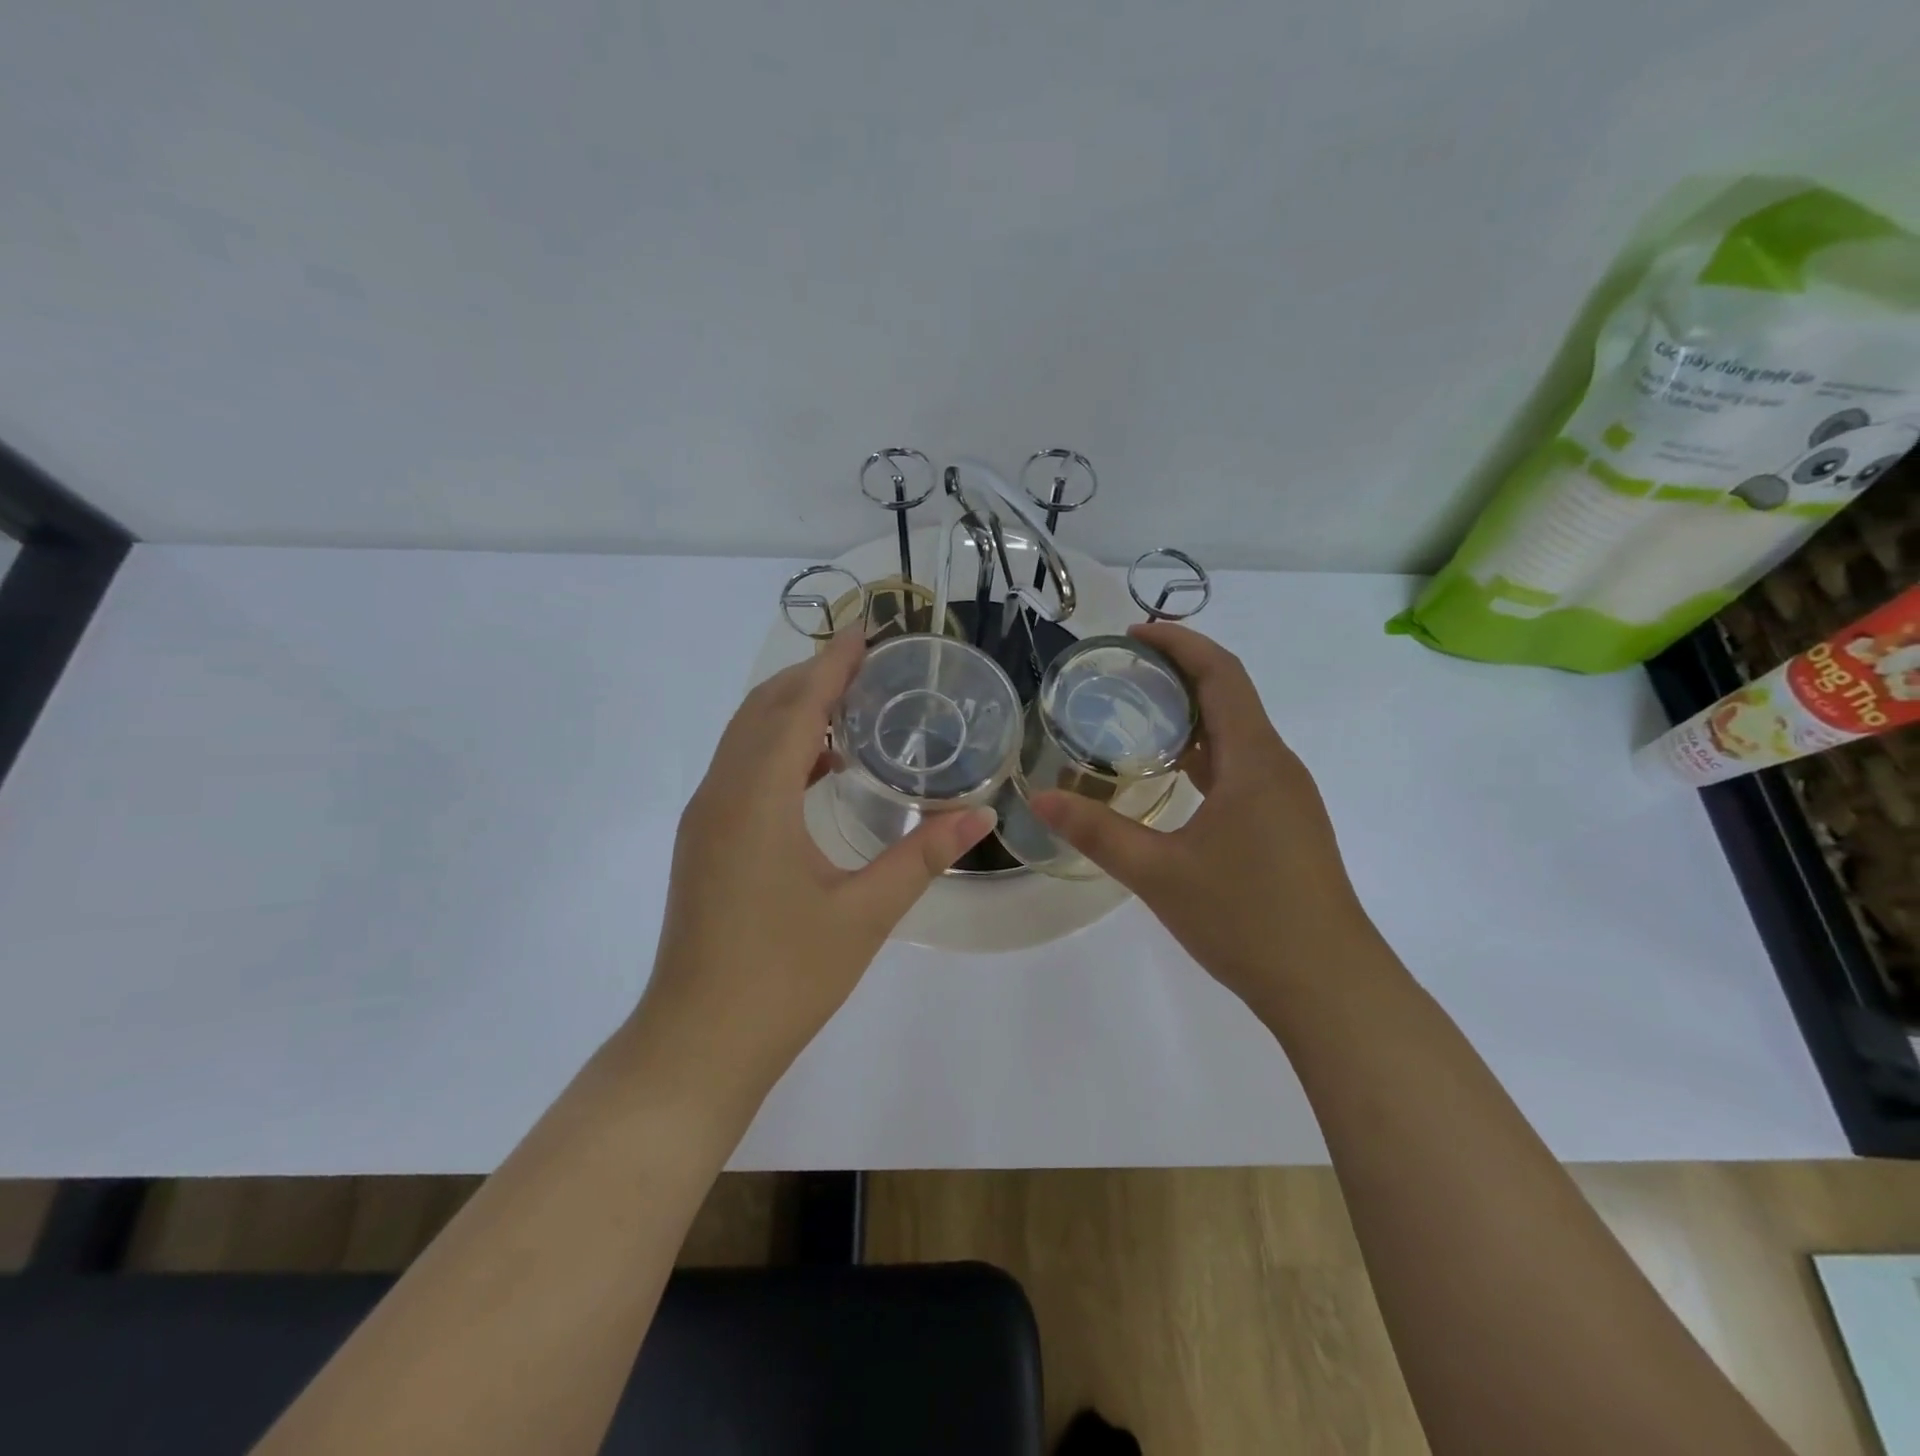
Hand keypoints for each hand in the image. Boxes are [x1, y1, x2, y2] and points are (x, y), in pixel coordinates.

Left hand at [633, 631, 995, 1108]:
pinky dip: (777, 748)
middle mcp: (721, 795)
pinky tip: (818, 766)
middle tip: (867, 662)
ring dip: (791, 710)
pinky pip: (740, 769)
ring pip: (745, 738)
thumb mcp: (864, 913)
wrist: (698, 1042)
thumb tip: (982, 817)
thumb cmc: (783, 977)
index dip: (831, 665)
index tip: (866, 632)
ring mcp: (705, 819)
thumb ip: (922, 856)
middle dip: (810, 676)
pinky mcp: (704, 843)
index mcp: (755, 800)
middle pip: (763, 710)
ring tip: (848, 702)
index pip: (795, 707)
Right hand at [1032, 623, 1366, 1010]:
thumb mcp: (1158, 872)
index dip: (1180, 643)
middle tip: (1121, 673)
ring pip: (1238, 734)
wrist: (1329, 986)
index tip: (1132, 634)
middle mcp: (1277, 766)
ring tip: (1137, 714)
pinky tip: (1171, 775)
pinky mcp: (1286, 824)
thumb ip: (1097, 831)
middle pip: (1231, 696)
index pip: (1221, 675)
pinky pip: (1243, 766)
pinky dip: (1205, 752)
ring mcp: (1286, 797)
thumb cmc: (1246, 918)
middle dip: (1179, 673)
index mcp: (1255, 760)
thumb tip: (1038, 798)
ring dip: (1193, 714)